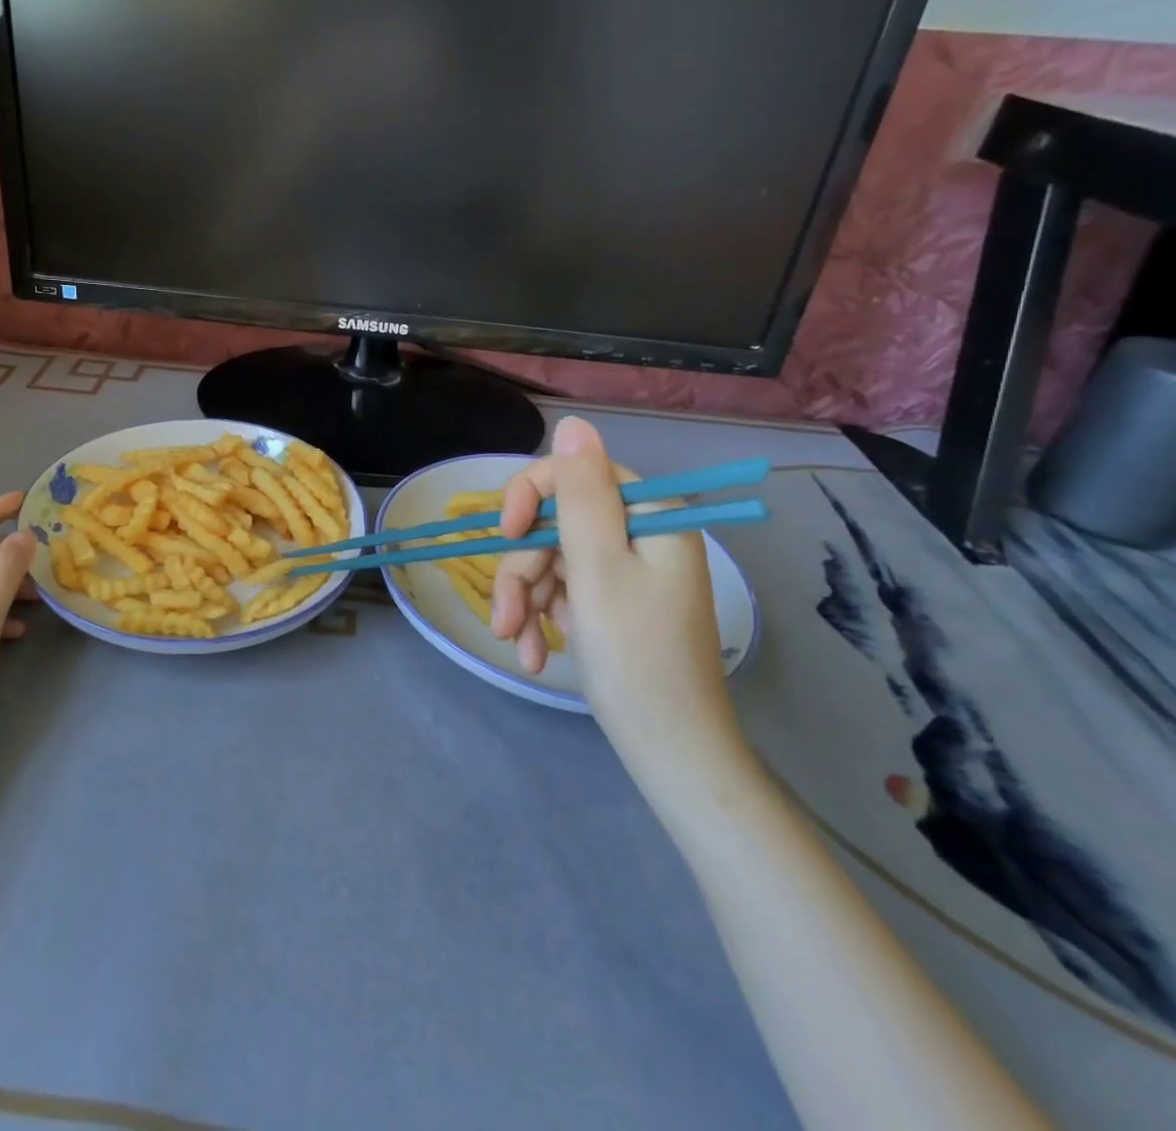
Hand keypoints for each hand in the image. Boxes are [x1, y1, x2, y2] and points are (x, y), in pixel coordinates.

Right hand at [492, 418, 746, 795]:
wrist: (669, 751)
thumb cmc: (635, 656)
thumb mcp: (598, 567)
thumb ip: (580, 493)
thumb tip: (573, 424)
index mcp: (650, 515)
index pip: (575, 473)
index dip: (530, 497)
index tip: (507, 536)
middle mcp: (640, 534)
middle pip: (554, 523)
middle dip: (522, 569)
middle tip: (507, 619)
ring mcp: (625, 571)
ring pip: (549, 559)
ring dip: (524, 600)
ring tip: (518, 645)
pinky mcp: (612, 602)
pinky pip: (562, 590)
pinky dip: (541, 618)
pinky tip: (535, 654)